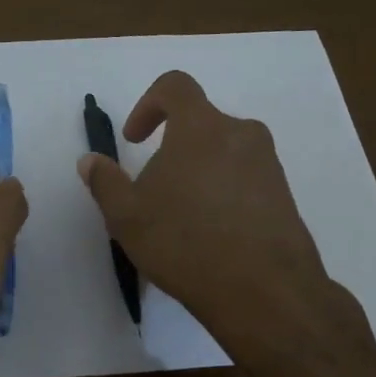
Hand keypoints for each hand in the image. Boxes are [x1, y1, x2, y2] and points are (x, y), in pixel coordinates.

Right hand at [77, 71, 375, 367]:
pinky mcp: (285, 195)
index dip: (148, 104)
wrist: (264, 290)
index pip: (175, 86)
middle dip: (171, 149)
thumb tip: (90, 161)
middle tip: (153, 191)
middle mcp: (240, 134)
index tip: (134, 140)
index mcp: (201, 126)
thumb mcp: (126, 216)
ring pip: (223, 153)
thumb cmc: (185, 242)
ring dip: (198, 172)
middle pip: (200, 124)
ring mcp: (268, 164)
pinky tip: (211, 235)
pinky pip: (244, 179)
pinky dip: (223, 193)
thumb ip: (105, 182)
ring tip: (181, 219)